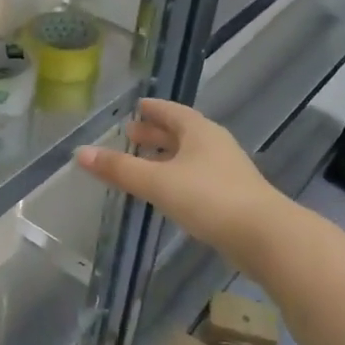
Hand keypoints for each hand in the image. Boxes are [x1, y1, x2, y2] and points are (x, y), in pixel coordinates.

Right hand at [74, 99, 289, 269]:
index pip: (171, 111)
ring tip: (144, 163)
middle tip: (131, 134)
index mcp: (199, 131)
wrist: (264, 236)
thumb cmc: (208, 198)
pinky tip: (168, 191)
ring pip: (190, 155)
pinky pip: (198, 176)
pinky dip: (178, 176)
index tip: (135, 107)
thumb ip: (119, 169)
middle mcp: (215, 144)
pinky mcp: (233, 196)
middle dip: (156, 133)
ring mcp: (227, 170)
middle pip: (181, 132)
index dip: (151, 109)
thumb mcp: (157, 182)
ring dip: (167, 156)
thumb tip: (80, 152)